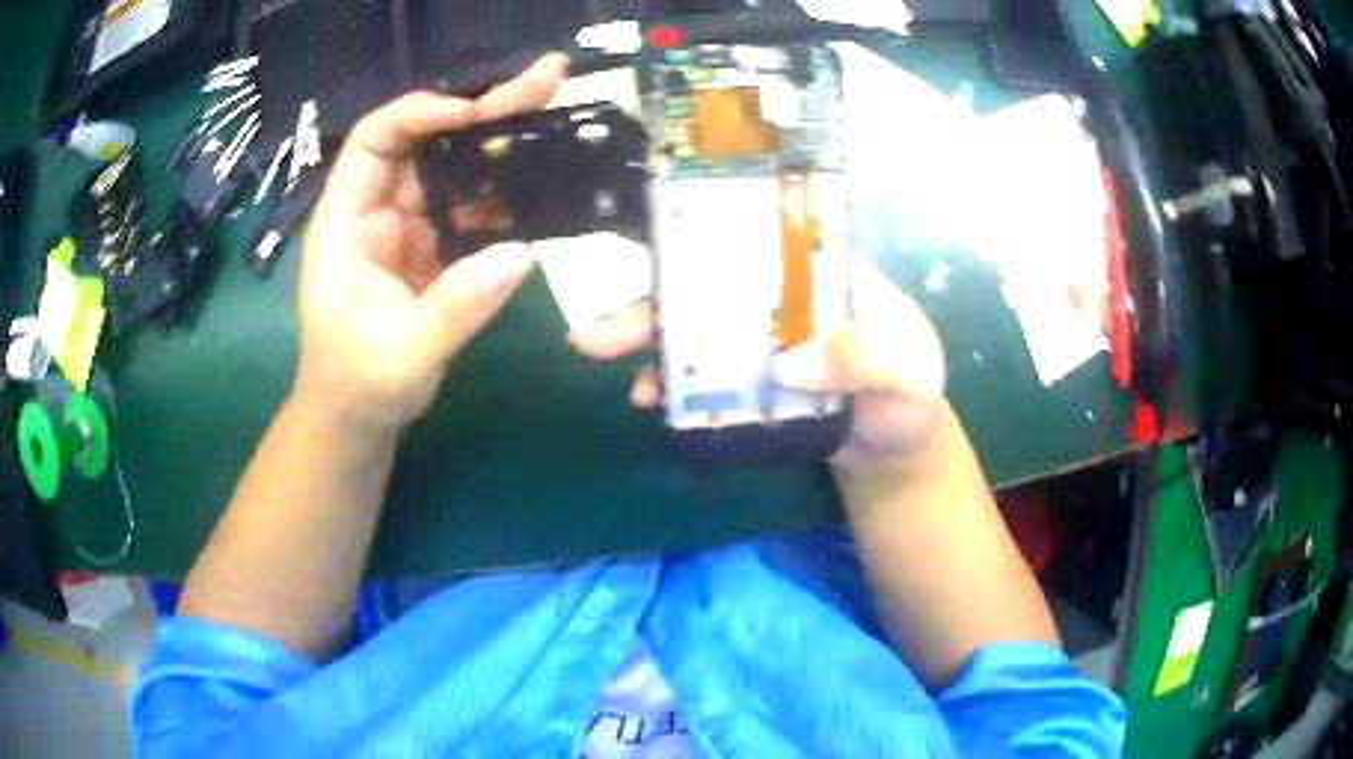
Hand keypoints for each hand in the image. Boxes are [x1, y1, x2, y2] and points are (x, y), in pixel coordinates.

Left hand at [294, 54, 567, 433]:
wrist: (356, 417)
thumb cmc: (358, 384)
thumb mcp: (402, 354)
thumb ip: (457, 307)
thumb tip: (522, 255)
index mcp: (346, 223)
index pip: (374, 141)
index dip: (421, 114)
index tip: (476, 113)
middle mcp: (376, 211)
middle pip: (425, 141)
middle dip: (481, 110)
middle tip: (545, 82)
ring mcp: (407, 228)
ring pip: (452, 168)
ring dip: (500, 143)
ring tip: (555, 114)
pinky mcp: (433, 248)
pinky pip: (470, 206)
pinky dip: (504, 191)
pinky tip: (542, 178)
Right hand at [569, 259, 947, 479]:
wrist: (893, 455)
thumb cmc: (911, 402)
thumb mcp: (909, 374)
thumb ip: (865, 359)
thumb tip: (788, 363)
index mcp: (825, 274)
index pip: (763, 240)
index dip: (710, 235)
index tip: (657, 244)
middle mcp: (784, 297)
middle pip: (712, 284)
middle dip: (654, 300)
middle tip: (598, 331)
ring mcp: (761, 340)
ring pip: (697, 328)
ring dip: (649, 341)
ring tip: (607, 360)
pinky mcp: (750, 382)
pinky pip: (704, 375)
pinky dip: (672, 382)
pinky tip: (652, 399)